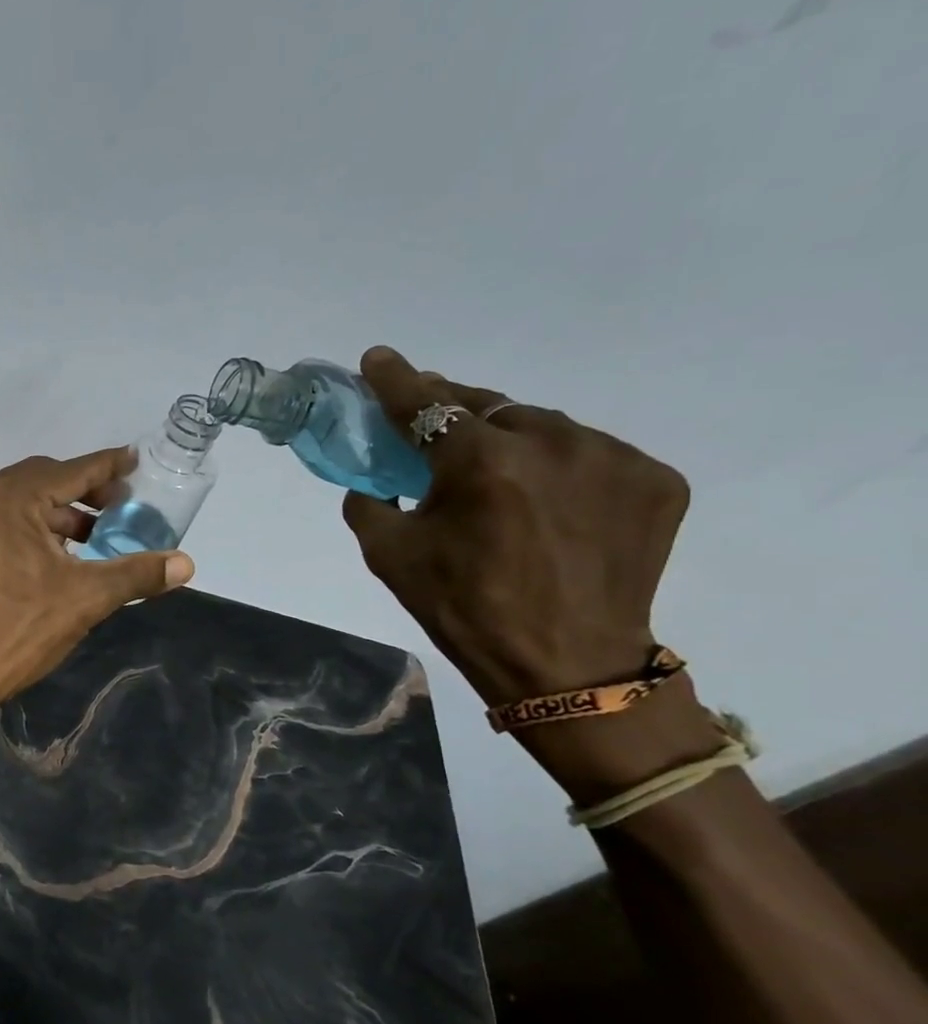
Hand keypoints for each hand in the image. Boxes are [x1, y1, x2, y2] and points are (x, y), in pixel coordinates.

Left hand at [0, 449, 194, 712]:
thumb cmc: (18, 628)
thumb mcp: (85, 599)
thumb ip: (136, 574)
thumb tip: (185, 564)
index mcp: (10, 498)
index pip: (71, 471)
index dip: (108, 466)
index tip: (135, 462)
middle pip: (42, 480)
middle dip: (83, 492)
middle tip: (118, 508)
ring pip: (18, 503)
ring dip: (56, 513)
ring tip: (91, 538)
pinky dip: (29, 528)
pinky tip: (52, 557)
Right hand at [340, 346, 690, 708]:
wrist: (565, 665)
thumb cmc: (463, 609)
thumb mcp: (389, 556)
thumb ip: (368, 502)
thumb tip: (372, 479)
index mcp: (481, 463)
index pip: (426, 405)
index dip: (395, 380)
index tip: (378, 359)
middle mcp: (552, 443)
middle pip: (489, 405)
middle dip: (455, 412)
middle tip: (434, 428)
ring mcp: (612, 457)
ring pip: (543, 427)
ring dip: (511, 440)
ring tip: (499, 478)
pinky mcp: (655, 479)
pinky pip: (591, 453)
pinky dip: (560, 467)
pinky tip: (550, 502)